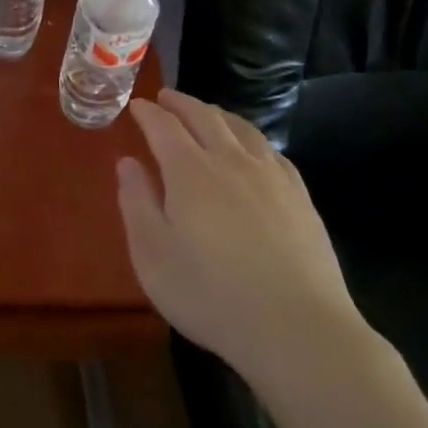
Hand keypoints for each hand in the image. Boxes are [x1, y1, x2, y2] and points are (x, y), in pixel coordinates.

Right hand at [118, 90, 373, 393]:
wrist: (298, 330)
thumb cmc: (211, 294)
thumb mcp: (152, 254)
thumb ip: (136, 202)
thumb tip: (128, 162)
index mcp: (189, 170)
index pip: (164, 126)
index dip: (148, 113)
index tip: (136, 105)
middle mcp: (230, 160)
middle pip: (203, 116)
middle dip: (181, 103)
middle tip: (165, 97)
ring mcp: (270, 176)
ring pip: (240, 128)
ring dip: (216, 113)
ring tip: (205, 113)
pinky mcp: (300, 198)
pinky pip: (271, 151)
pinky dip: (250, 138)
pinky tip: (251, 149)